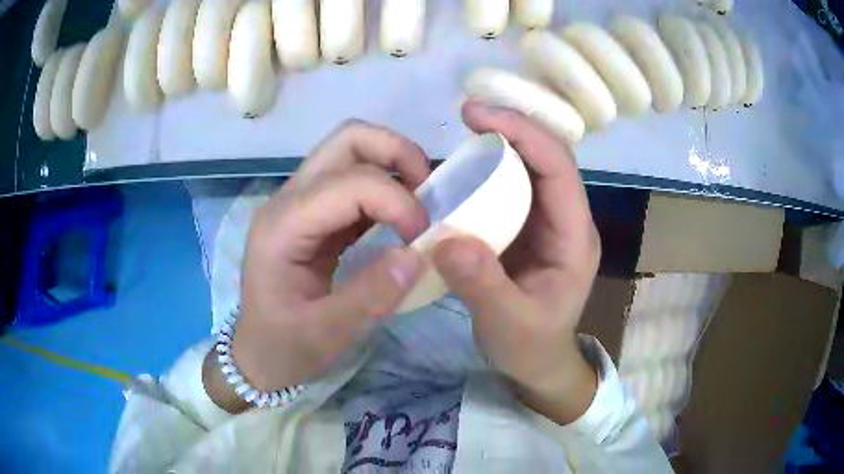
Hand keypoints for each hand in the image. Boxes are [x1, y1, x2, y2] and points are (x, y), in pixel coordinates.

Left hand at [205, 120, 430, 411]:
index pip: (350, 182)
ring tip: (420, 203)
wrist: (257, 353)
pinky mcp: (313, 212)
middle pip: (348, 139)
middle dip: (398, 154)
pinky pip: (353, 178)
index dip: (397, 201)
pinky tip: (401, 217)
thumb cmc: (283, 347)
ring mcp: (300, 201)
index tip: (422, 239)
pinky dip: (386, 185)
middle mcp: (289, 199)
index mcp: (283, 226)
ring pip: (352, 150)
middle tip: (428, 194)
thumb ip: (371, 297)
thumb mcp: (326, 335)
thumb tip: (418, 255)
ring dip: (394, 165)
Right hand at [432, 101, 601, 424]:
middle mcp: (566, 221)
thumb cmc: (531, 347)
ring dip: (501, 144)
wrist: (536, 365)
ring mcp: (547, 223)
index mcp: (575, 238)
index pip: (559, 169)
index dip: (525, 134)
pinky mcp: (526, 229)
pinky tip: (462, 169)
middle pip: (548, 158)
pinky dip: (489, 171)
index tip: (480, 116)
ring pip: (530, 168)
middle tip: (467, 115)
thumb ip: (483, 286)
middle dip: (513, 128)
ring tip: (462, 134)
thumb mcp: (509, 324)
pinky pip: (511, 188)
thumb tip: (448, 239)